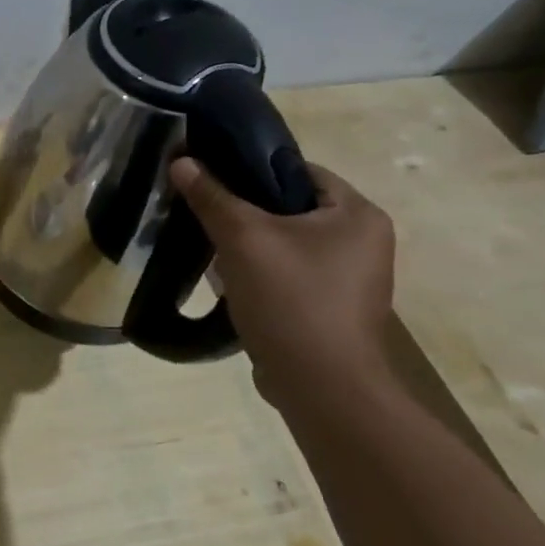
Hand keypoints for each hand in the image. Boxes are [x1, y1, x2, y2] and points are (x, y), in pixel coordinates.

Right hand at [168, 156, 395, 409]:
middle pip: (291, 207)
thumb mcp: (243, 239)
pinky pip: (288, 273)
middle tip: (203, 212)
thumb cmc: (292, 299)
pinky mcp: (329, 306)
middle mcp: (363, 241)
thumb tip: (181, 160)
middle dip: (245, 210)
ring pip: (286, 242)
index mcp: (358, 215)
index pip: (301, 170)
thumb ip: (212, 197)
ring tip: (209, 246)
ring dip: (248, 243)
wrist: (320, 385)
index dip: (253, 168)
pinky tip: (229, 282)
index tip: (211, 177)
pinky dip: (259, 272)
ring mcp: (349, 278)